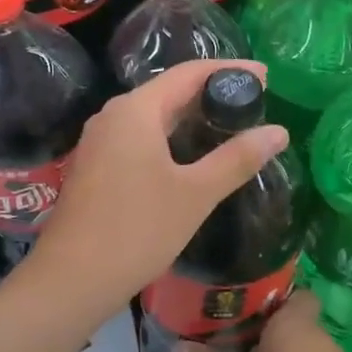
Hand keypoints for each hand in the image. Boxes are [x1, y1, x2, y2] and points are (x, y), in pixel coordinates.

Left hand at [26, 59, 288, 317]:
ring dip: (191, 116)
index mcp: (136, 110)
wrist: (71, 280)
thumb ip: (237, 158)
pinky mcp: (97, 165)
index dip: (228, 70)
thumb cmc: (138, 230)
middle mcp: (114, 115)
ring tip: (230, 124)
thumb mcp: (196, 193)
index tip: (264, 75)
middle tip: (254, 101)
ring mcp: (101, 141)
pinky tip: (193, 154)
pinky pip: (141, 136)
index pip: (188, 73)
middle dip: (211, 92)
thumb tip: (279, 131)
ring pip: (154, 115)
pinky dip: (171, 136)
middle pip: (169, 90)